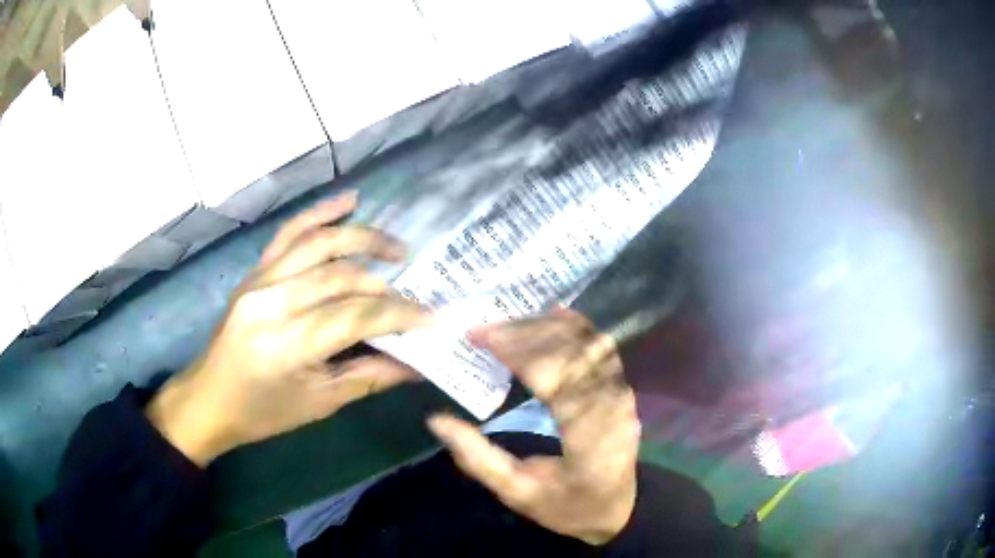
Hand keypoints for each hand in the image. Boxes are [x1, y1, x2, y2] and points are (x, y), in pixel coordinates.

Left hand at [147, 192, 429, 465]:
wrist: (209, 398)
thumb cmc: (262, 412)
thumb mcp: (319, 403)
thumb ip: (370, 376)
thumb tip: (418, 363)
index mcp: (288, 343)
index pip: (356, 316)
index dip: (401, 315)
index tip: (433, 319)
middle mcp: (272, 301)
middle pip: (342, 278)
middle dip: (386, 287)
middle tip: (416, 297)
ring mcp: (260, 279)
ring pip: (320, 245)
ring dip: (363, 240)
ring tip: (397, 248)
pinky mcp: (254, 272)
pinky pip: (289, 233)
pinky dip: (320, 214)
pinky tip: (349, 201)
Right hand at [427, 309, 639, 544]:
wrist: (616, 510)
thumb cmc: (566, 507)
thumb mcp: (516, 494)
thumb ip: (477, 459)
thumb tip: (437, 420)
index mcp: (588, 444)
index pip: (555, 381)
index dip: (516, 351)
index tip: (478, 336)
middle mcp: (612, 412)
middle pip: (572, 355)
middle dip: (525, 333)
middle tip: (485, 329)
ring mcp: (623, 398)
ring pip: (588, 346)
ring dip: (548, 328)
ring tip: (508, 323)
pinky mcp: (622, 390)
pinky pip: (602, 350)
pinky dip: (577, 328)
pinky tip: (553, 314)